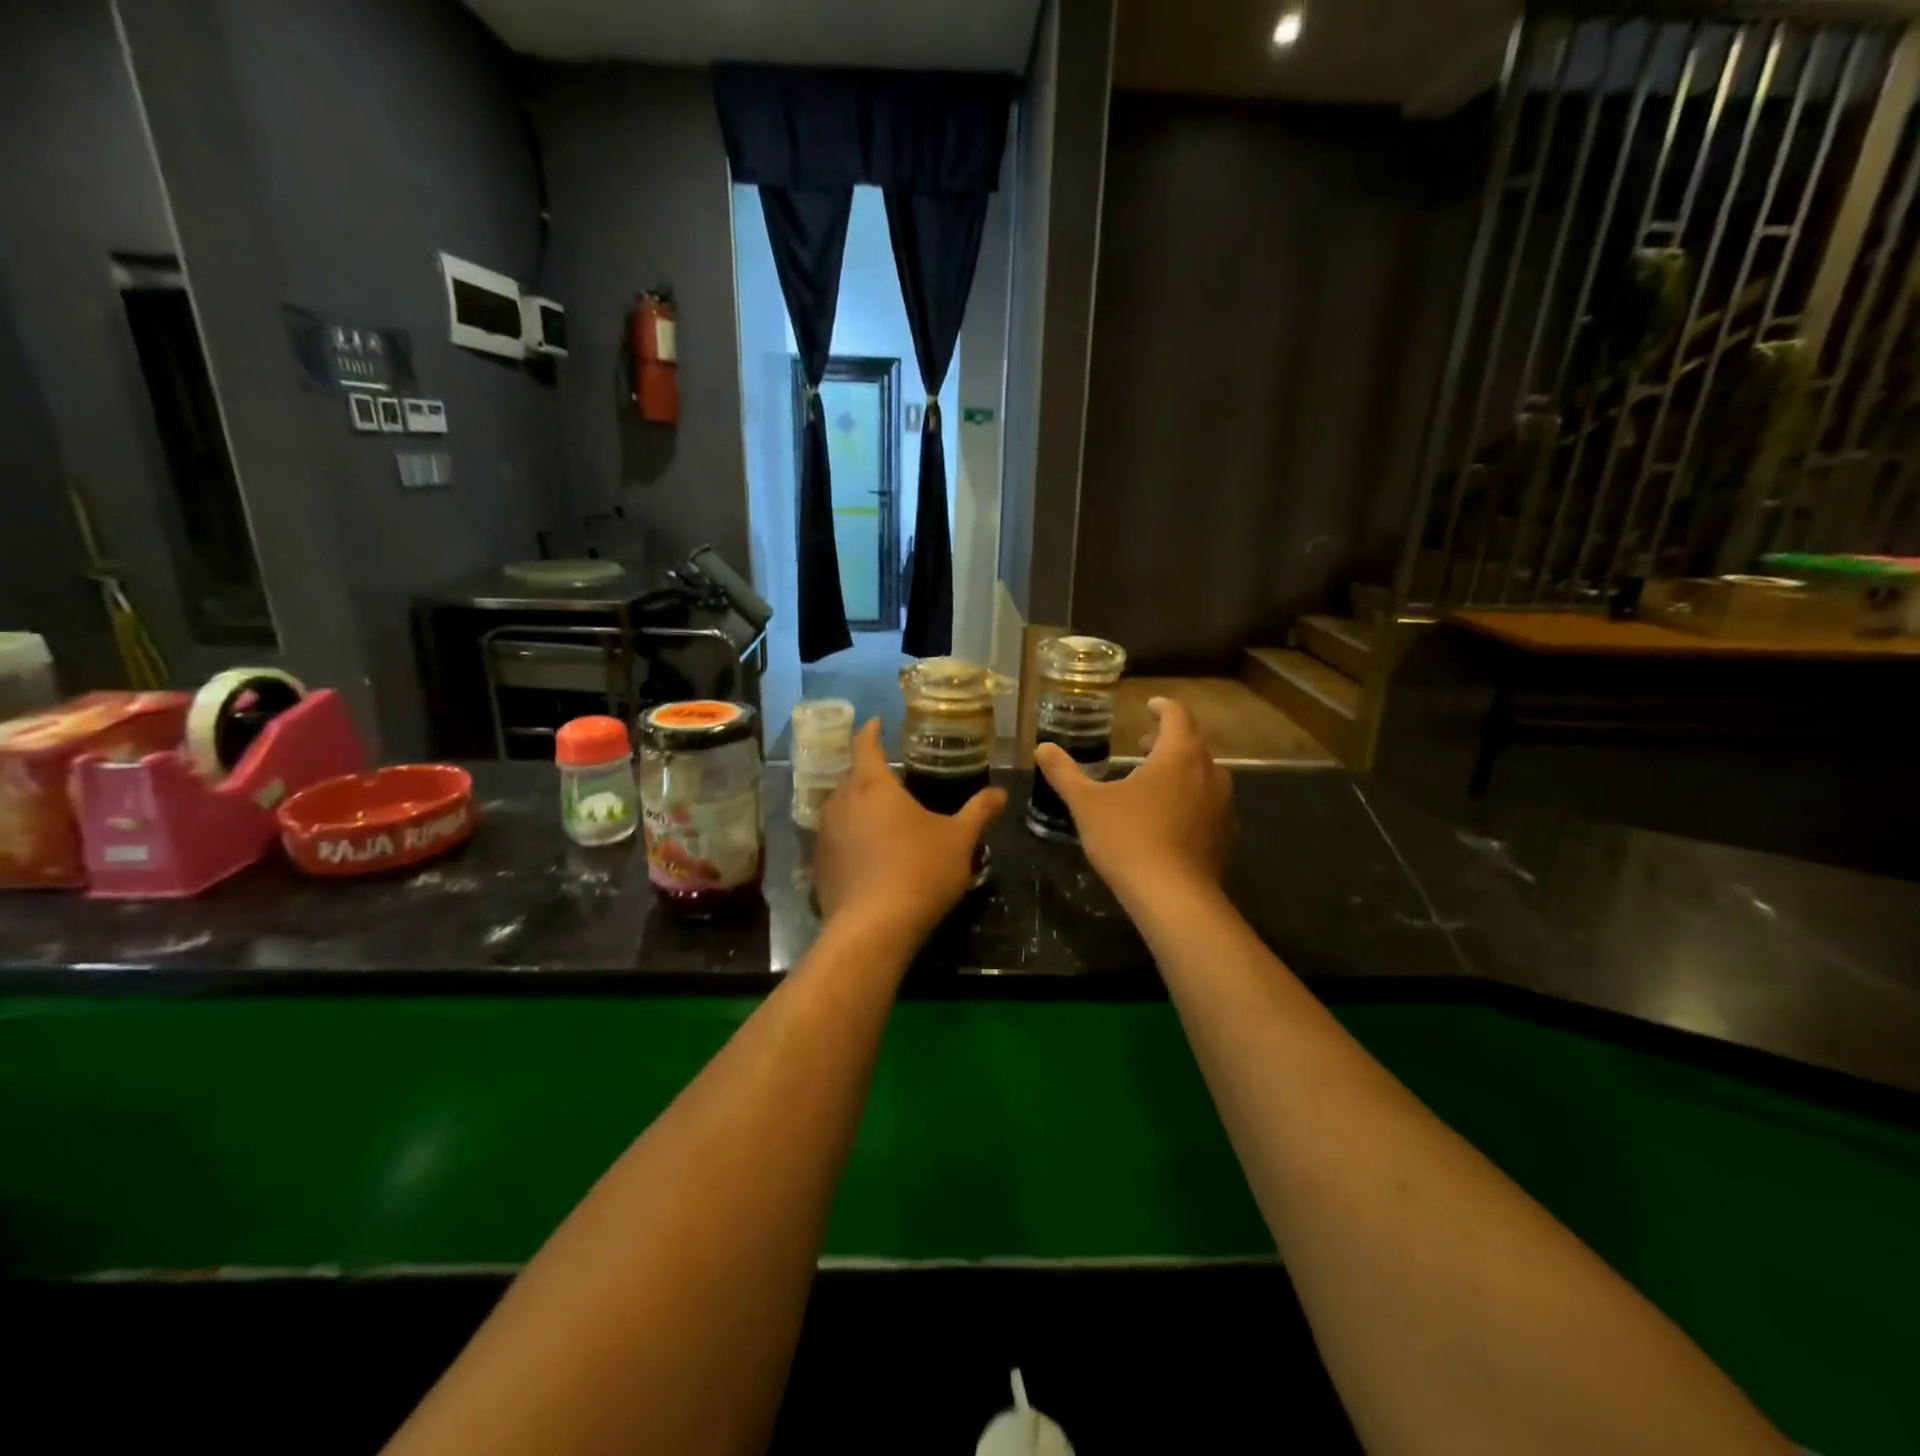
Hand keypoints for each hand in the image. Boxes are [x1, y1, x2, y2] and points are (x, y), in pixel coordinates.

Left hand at [814, 720, 1006, 938]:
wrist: (873, 927)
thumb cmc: (919, 870)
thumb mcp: (959, 839)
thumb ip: (978, 812)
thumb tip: (1000, 793)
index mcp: (873, 786)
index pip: (866, 745)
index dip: (870, 731)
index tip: (875, 721)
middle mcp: (841, 803)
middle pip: (850, 777)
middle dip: (867, 774)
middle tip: (890, 778)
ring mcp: (825, 836)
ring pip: (839, 809)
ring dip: (855, 807)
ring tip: (878, 815)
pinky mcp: (819, 867)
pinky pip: (834, 840)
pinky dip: (849, 839)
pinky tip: (866, 855)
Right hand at [1034, 696, 1231, 904]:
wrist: (1173, 897)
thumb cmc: (1128, 839)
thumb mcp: (1087, 803)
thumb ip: (1064, 773)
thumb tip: (1042, 747)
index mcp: (1178, 755)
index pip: (1177, 716)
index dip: (1162, 708)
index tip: (1150, 706)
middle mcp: (1208, 773)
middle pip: (1193, 743)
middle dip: (1169, 739)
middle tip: (1144, 744)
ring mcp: (1222, 805)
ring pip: (1205, 774)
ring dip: (1182, 768)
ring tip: (1155, 780)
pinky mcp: (1225, 835)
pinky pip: (1209, 803)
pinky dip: (1191, 798)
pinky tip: (1171, 816)